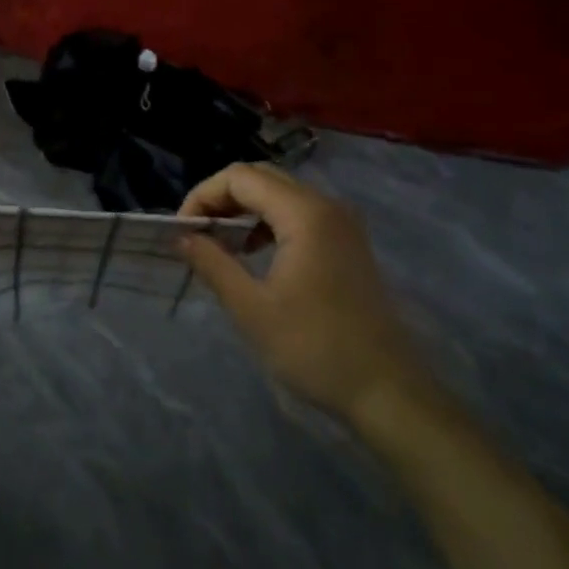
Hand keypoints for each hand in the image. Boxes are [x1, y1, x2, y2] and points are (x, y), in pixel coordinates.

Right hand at [179, 163, 430, 425]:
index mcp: (304, 214)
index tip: (182, 231)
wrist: (387, 391)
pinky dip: (268, 221)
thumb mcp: (251, 308)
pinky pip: (299, 212)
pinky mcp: (347, 242)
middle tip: (196, 233)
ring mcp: (342, 223)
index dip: (203, 196)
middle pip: (261, 177)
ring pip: (280, 193)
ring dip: (244, 209)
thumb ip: (212, 263)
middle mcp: (326, 205)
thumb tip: (181, 237)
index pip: (240, 177)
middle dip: (221, 198)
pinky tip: (253, 253)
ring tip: (218, 243)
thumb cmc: (314, 348)